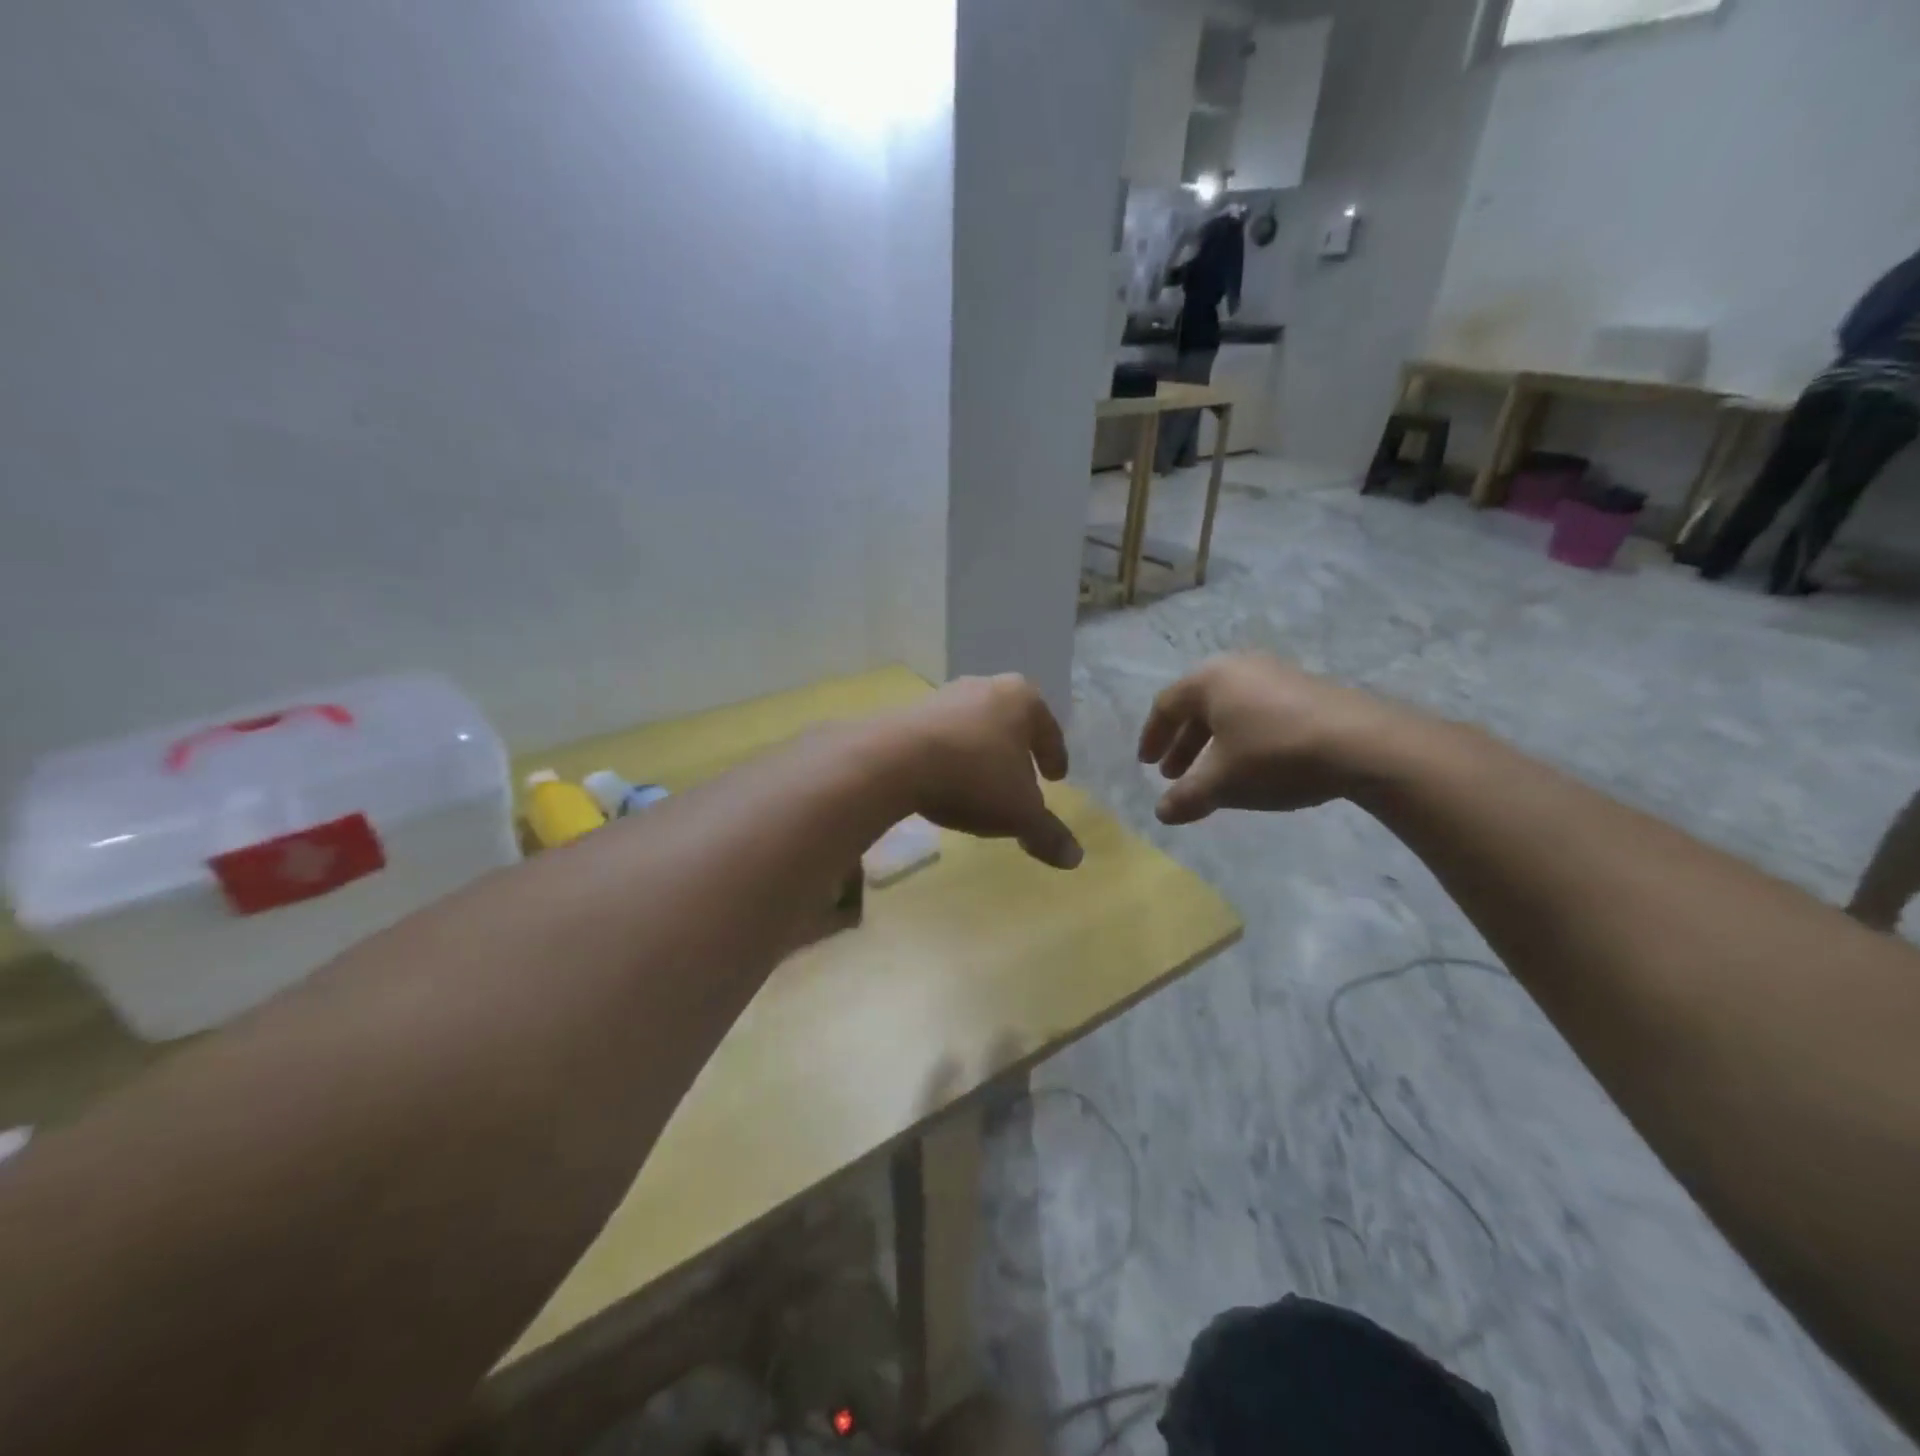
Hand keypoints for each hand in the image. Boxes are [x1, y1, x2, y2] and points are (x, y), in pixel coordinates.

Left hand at [883, 675, 1082, 869]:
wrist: (894, 760)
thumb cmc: (975, 778)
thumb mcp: (1019, 813)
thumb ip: (1047, 833)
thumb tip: (1075, 858)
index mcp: (1022, 699)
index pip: (1049, 730)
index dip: (1055, 756)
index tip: (1056, 778)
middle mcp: (985, 686)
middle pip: (1011, 723)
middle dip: (1018, 751)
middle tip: (1023, 778)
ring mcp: (944, 696)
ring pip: (976, 727)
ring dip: (982, 752)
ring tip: (983, 783)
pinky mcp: (910, 712)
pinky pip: (943, 737)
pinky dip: (952, 757)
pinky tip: (947, 782)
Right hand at [1137, 655, 1411, 823]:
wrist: (1364, 744)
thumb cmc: (1274, 755)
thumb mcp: (1222, 782)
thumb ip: (1186, 797)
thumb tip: (1161, 813)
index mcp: (1209, 680)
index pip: (1165, 705)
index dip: (1152, 737)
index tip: (1146, 765)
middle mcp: (1238, 667)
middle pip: (1197, 706)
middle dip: (1183, 744)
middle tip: (1174, 775)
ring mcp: (1276, 674)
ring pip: (1229, 710)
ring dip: (1213, 743)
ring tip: (1212, 775)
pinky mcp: (1306, 689)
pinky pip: (1258, 711)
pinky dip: (1243, 738)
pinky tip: (1252, 765)